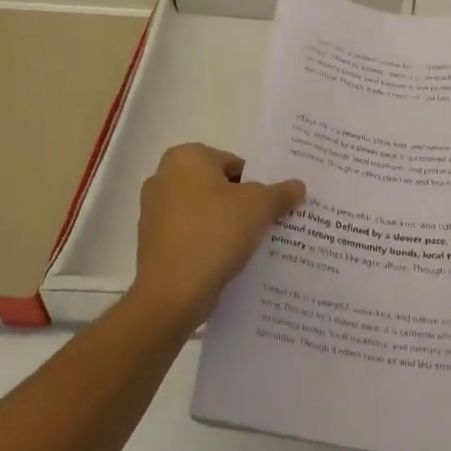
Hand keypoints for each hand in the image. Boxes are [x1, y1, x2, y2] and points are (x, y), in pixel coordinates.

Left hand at [129, 144, 304, 328]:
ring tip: (253, 246)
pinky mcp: (152, 244)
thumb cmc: (214, 233)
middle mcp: (163, 177)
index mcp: (186, 158)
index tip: (274, 205)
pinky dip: (208, 244)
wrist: (172, 292)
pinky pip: (190, 236)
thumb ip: (281, 192)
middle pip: (218, 187)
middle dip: (242, 204)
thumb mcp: (259, 207)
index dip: (258, 184)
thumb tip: (298, 185)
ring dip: (226, 225)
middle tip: (269, 223)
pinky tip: (229, 262)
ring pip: (204, 213)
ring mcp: (153, 212)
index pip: (234, 164)